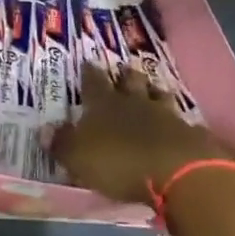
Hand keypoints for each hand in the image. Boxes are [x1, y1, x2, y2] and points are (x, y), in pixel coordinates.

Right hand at [50, 65, 234, 204]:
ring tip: (153, 88)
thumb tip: (44, 130)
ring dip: (154, 92)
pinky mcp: (190, 133)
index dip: (89, 73)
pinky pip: (183, 121)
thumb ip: (62, 143)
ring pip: (158, 95)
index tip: (87, 62)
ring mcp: (165, 115)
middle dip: (125, 75)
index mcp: (104, 104)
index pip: (93, 81)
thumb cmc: (119, 162)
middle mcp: (134, 102)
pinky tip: (181, 124)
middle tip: (123, 69)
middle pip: (130, 81)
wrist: (178, 172)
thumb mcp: (79, 157)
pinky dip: (179, 122)